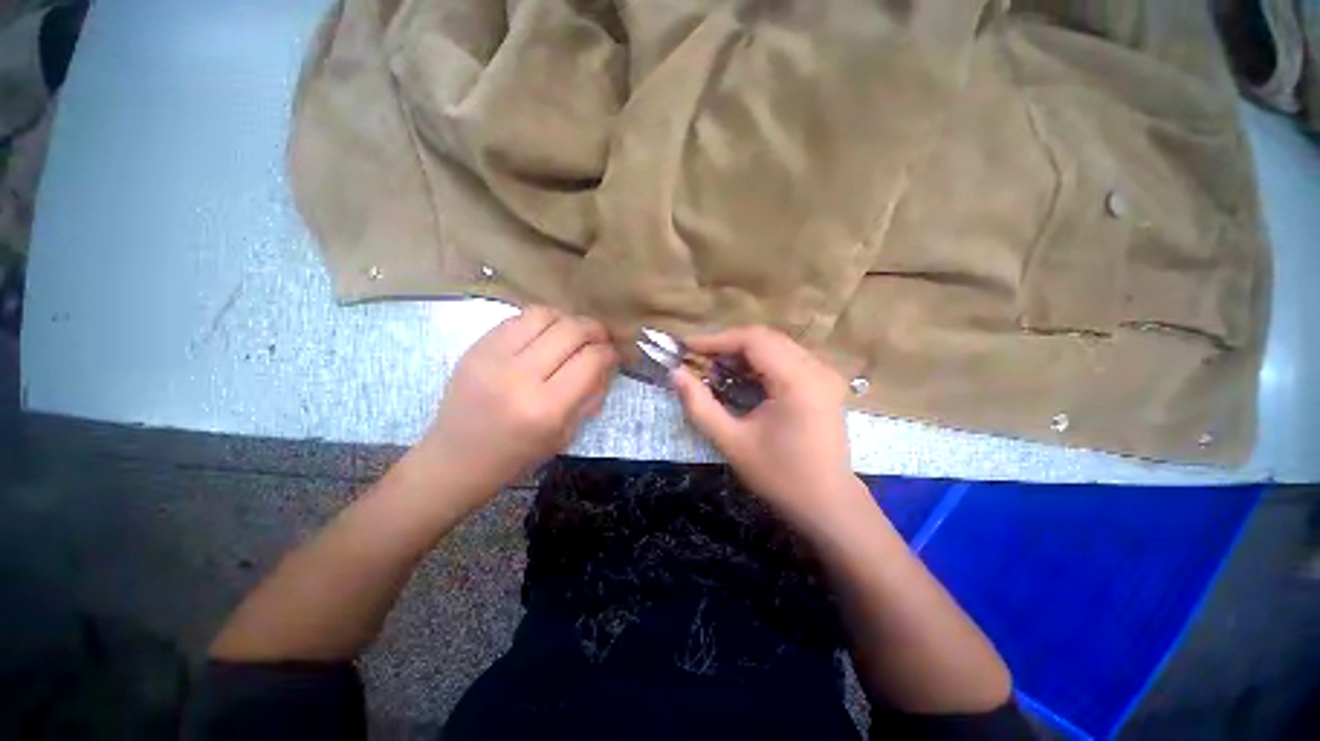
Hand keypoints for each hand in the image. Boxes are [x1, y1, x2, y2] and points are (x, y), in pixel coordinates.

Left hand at [416, 307, 618, 506]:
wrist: (456, 458)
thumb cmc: (517, 455)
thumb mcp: (566, 434)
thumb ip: (591, 395)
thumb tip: (607, 362)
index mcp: (546, 408)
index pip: (591, 361)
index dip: (610, 353)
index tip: (615, 355)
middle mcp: (520, 377)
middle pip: (571, 331)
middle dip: (595, 330)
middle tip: (601, 338)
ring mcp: (493, 357)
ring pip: (544, 315)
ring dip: (568, 320)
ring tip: (573, 333)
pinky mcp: (476, 347)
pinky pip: (518, 318)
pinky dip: (541, 321)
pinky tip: (546, 334)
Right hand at [671, 326, 862, 528]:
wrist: (827, 503)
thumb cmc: (779, 476)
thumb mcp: (732, 442)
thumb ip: (699, 405)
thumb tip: (675, 374)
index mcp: (797, 381)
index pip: (753, 340)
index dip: (717, 339)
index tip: (687, 347)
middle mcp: (817, 368)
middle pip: (765, 338)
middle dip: (728, 345)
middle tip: (699, 360)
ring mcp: (825, 373)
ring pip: (776, 345)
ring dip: (743, 352)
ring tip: (716, 368)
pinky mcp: (825, 382)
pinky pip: (787, 357)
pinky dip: (760, 362)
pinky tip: (743, 377)